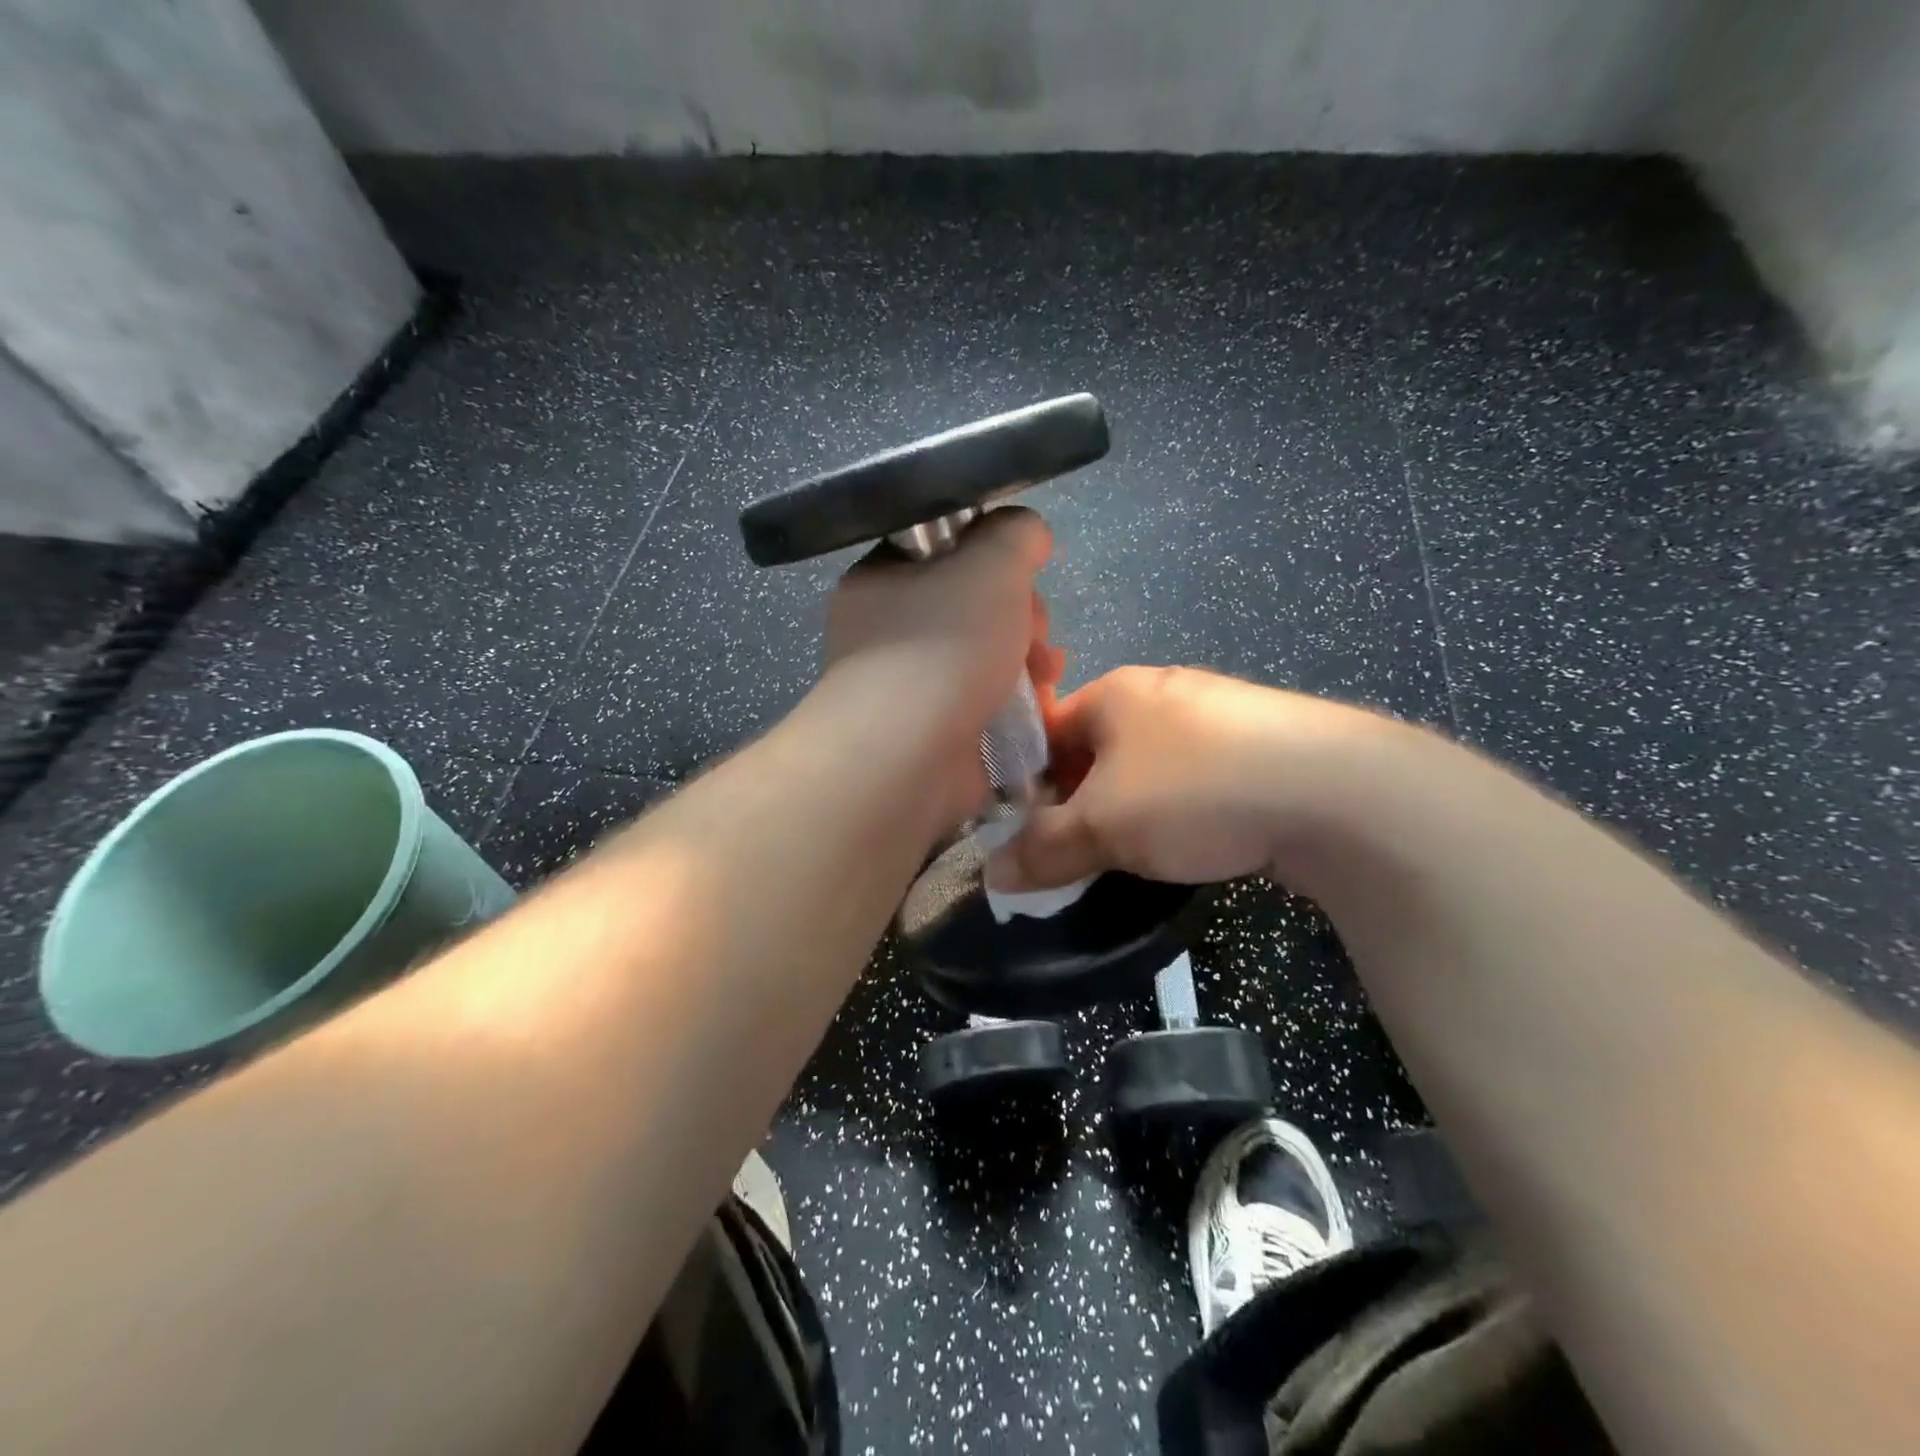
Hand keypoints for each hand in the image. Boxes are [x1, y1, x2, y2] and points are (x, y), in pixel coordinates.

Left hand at [821, 508, 1060, 814]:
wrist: (908, 756)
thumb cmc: (944, 646)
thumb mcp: (991, 561)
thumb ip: (1015, 533)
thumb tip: (1027, 533)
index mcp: (883, 579)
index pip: (945, 550)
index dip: (993, 557)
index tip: (1022, 574)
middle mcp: (888, 629)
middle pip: (973, 604)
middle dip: (1021, 614)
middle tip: (1035, 632)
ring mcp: (909, 684)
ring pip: (985, 654)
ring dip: (1027, 657)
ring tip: (1046, 673)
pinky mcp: (933, 731)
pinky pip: (984, 700)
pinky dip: (1015, 700)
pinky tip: (1040, 706)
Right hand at [987, 666, 1393, 889]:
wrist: (1339, 793)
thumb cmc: (1195, 791)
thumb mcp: (1104, 827)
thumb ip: (1043, 849)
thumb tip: (991, 875)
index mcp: (1115, 691)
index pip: (1047, 730)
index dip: (1028, 782)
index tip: (1025, 832)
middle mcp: (1162, 691)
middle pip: (1097, 750)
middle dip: (1080, 801)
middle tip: (1075, 852)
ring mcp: (1218, 715)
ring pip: (1148, 767)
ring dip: (1131, 809)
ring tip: (1133, 855)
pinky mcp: (1262, 745)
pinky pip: (1196, 777)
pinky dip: (1181, 810)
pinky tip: (1194, 843)